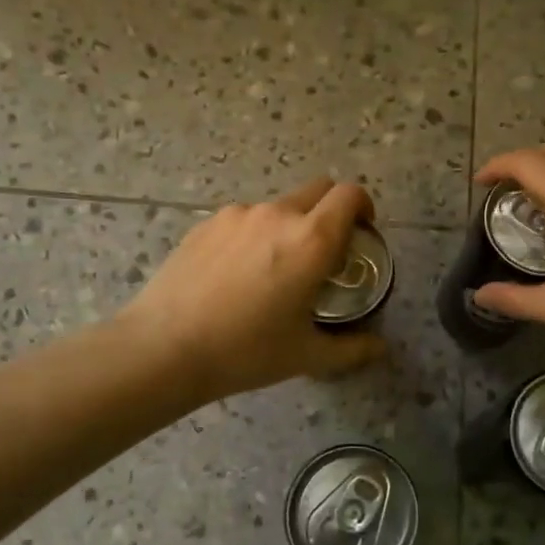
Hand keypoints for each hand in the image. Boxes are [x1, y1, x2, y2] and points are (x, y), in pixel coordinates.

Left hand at [119, 177, 386, 401]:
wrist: (164, 347)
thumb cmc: (245, 351)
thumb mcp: (306, 355)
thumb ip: (351, 349)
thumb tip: (380, 348)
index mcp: (312, 240)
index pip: (350, 195)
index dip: (363, 207)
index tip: (362, 233)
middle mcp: (278, 214)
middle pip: (318, 189)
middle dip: (331, 211)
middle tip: (326, 252)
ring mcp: (238, 214)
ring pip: (279, 206)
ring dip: (291, 225)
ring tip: (275, 269)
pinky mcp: (206, 223)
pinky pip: (245, 219)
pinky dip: (255, 235)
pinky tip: (237, 274)